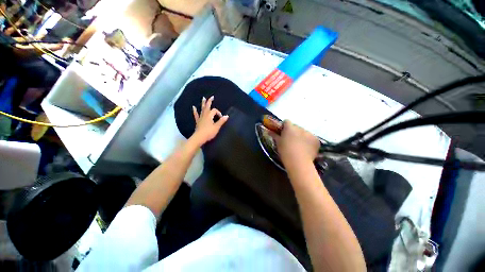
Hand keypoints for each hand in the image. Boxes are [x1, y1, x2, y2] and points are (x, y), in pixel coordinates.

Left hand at [191, 96, 228, 145]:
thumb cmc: (209, 132)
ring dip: (203, 103)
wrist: (199, 137)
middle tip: (212, 97)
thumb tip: (227, 116)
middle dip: (210, 102)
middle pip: (207, 106)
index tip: (221, 118)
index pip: (215, 111)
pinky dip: (195, 111)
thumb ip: (221, 121)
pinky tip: (193, 107)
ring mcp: (200, 118)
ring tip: (203, 98)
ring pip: (202, 109)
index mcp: (209, 115)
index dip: (219, 113)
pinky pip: (196, 115)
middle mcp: (204, 115)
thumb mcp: (216, 127)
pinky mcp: (198, 121)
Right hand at [275, 120, 319, 164]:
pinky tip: (306, 149)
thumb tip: (269, 131)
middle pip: (296, 127)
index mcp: (289, 128)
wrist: (298, 163)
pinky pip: (311, 138)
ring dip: (301, 136)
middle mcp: (300, 128)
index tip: (283, 132)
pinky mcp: (316, 139)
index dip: (285, 126)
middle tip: (291, 140)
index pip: (287, 121)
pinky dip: (308, 141)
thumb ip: (274, 135)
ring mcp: (309, 133)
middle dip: (293, 132)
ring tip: (299, 146)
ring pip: (304, 132)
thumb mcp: (278, 143)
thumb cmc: (285, 152)